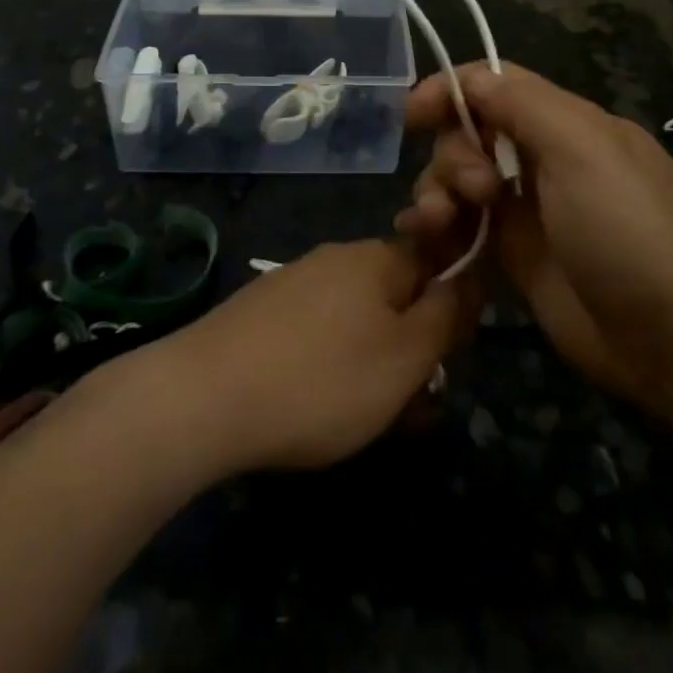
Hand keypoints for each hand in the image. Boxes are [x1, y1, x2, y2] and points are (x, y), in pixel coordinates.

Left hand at [156, 240, 472, 473]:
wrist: (204, 395)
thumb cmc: (322, 379)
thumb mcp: (405, 357)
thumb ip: (445, 316)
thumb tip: (468, 281)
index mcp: (376, 257)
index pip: (435, 263)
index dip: (450, 310)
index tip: (447, 360)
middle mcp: (337, 256)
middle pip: (394, 294)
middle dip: (410, 346)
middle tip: (409, 404)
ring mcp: (294, 280)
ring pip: (355, 317)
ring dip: (373, 360)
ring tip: (365, 416)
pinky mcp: (262, 309)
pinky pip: (316, 330)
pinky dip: (330, 362)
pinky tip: (316, 403)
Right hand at [395, 63, 672, 408]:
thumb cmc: (627, 229)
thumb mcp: (581, 148)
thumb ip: (522, 104)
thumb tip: (468, 79)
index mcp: (566, 123)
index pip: (495, 85)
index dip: (452, 90)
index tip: (413, 115)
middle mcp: (543, 158)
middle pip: (471, 131)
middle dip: (454, 153)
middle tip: (475, 191)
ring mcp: (527, 209)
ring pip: (460, 178)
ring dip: (436, 189)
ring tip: (438, 221)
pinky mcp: (514, 255)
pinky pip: (462, 224)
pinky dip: (437, 224)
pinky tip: (422, 236)